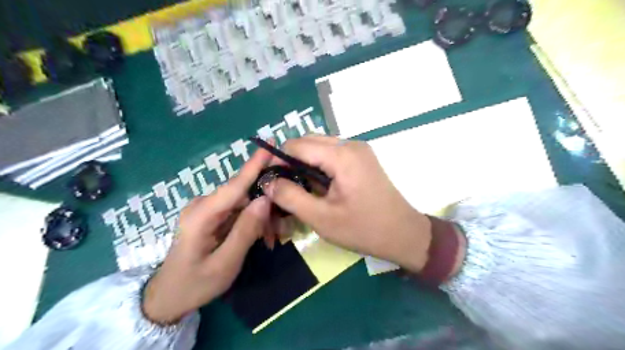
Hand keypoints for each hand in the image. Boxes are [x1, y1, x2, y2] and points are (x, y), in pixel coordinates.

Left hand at [145, 148, 273, 325]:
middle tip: (280, 226)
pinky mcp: (209, 216)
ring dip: (259, 216)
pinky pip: (236, 211)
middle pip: (242, 194)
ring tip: (270, 238)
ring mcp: (205, 210)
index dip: (254, 164)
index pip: (234, 185)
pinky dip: (251, 221)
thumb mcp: (225, 263)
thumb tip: (265, 199)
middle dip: (265, 204)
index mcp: (201, 215)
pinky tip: (259, 236)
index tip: (270, 145)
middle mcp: (202, 205)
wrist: (167, 298)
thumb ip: (246, 230)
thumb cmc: (195, 284)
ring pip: (242, 203)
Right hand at [262, 135, 433, 272]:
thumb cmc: (363, 229)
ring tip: (299, 188)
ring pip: (319, 146)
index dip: (277, 160)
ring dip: (304, 163)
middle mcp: (350, 144)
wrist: (403, 234)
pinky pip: (332, 153)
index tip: (268, 181)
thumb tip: (267, 182)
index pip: (296, 145)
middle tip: (282, 186)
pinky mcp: (362, 157)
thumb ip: (290, 197)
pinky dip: (319, 165)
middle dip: (290, 161)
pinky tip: (318, 185)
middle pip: (307, 142)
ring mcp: (359, 149)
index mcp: (341, 155)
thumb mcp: (321, 218)